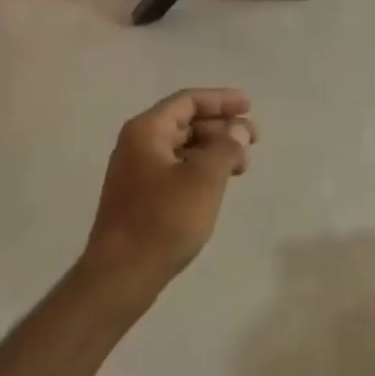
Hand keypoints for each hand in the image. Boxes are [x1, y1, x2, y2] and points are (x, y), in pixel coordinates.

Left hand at [84, 89, 256, 293]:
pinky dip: (201, 168)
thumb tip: (237, 131)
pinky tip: (219, 183)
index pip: (188, 100)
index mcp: (146, 130)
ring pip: (182, 147)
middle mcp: (137, 144)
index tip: (249, 107)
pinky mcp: (140, 196)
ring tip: (242, 166)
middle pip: (185, 122)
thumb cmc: (163, 220)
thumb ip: (226, 147)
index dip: (221, 100)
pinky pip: (176, 168)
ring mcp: (136, 172)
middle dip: (222, 127)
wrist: (121, 275)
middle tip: (253, 140)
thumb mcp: (204, 178)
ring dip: (214, 149)